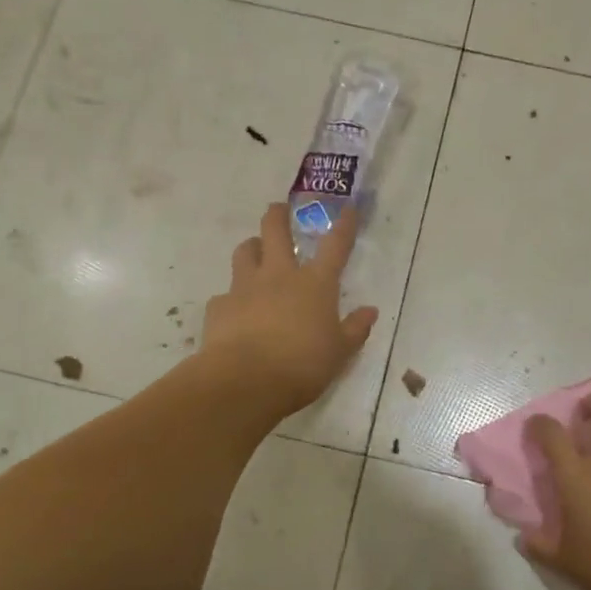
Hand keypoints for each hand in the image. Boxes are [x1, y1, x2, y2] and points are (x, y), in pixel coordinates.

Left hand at [202, 202, 378, 416]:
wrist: (245, 381)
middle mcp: (279, 276)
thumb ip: (355, 329)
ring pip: (244, 252)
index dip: (344, 225)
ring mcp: (245, 287)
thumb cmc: (302, 365)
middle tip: (278, 209)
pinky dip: (232, 298)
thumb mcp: (340, 352)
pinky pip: (225, 294)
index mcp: (315, 284)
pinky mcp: (219, 306)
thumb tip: (370, 311)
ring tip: (255, 253)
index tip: (347, 208)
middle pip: (275, 231)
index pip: (335, 246)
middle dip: (278, 215)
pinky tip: (235, 312)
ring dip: (251, 248)